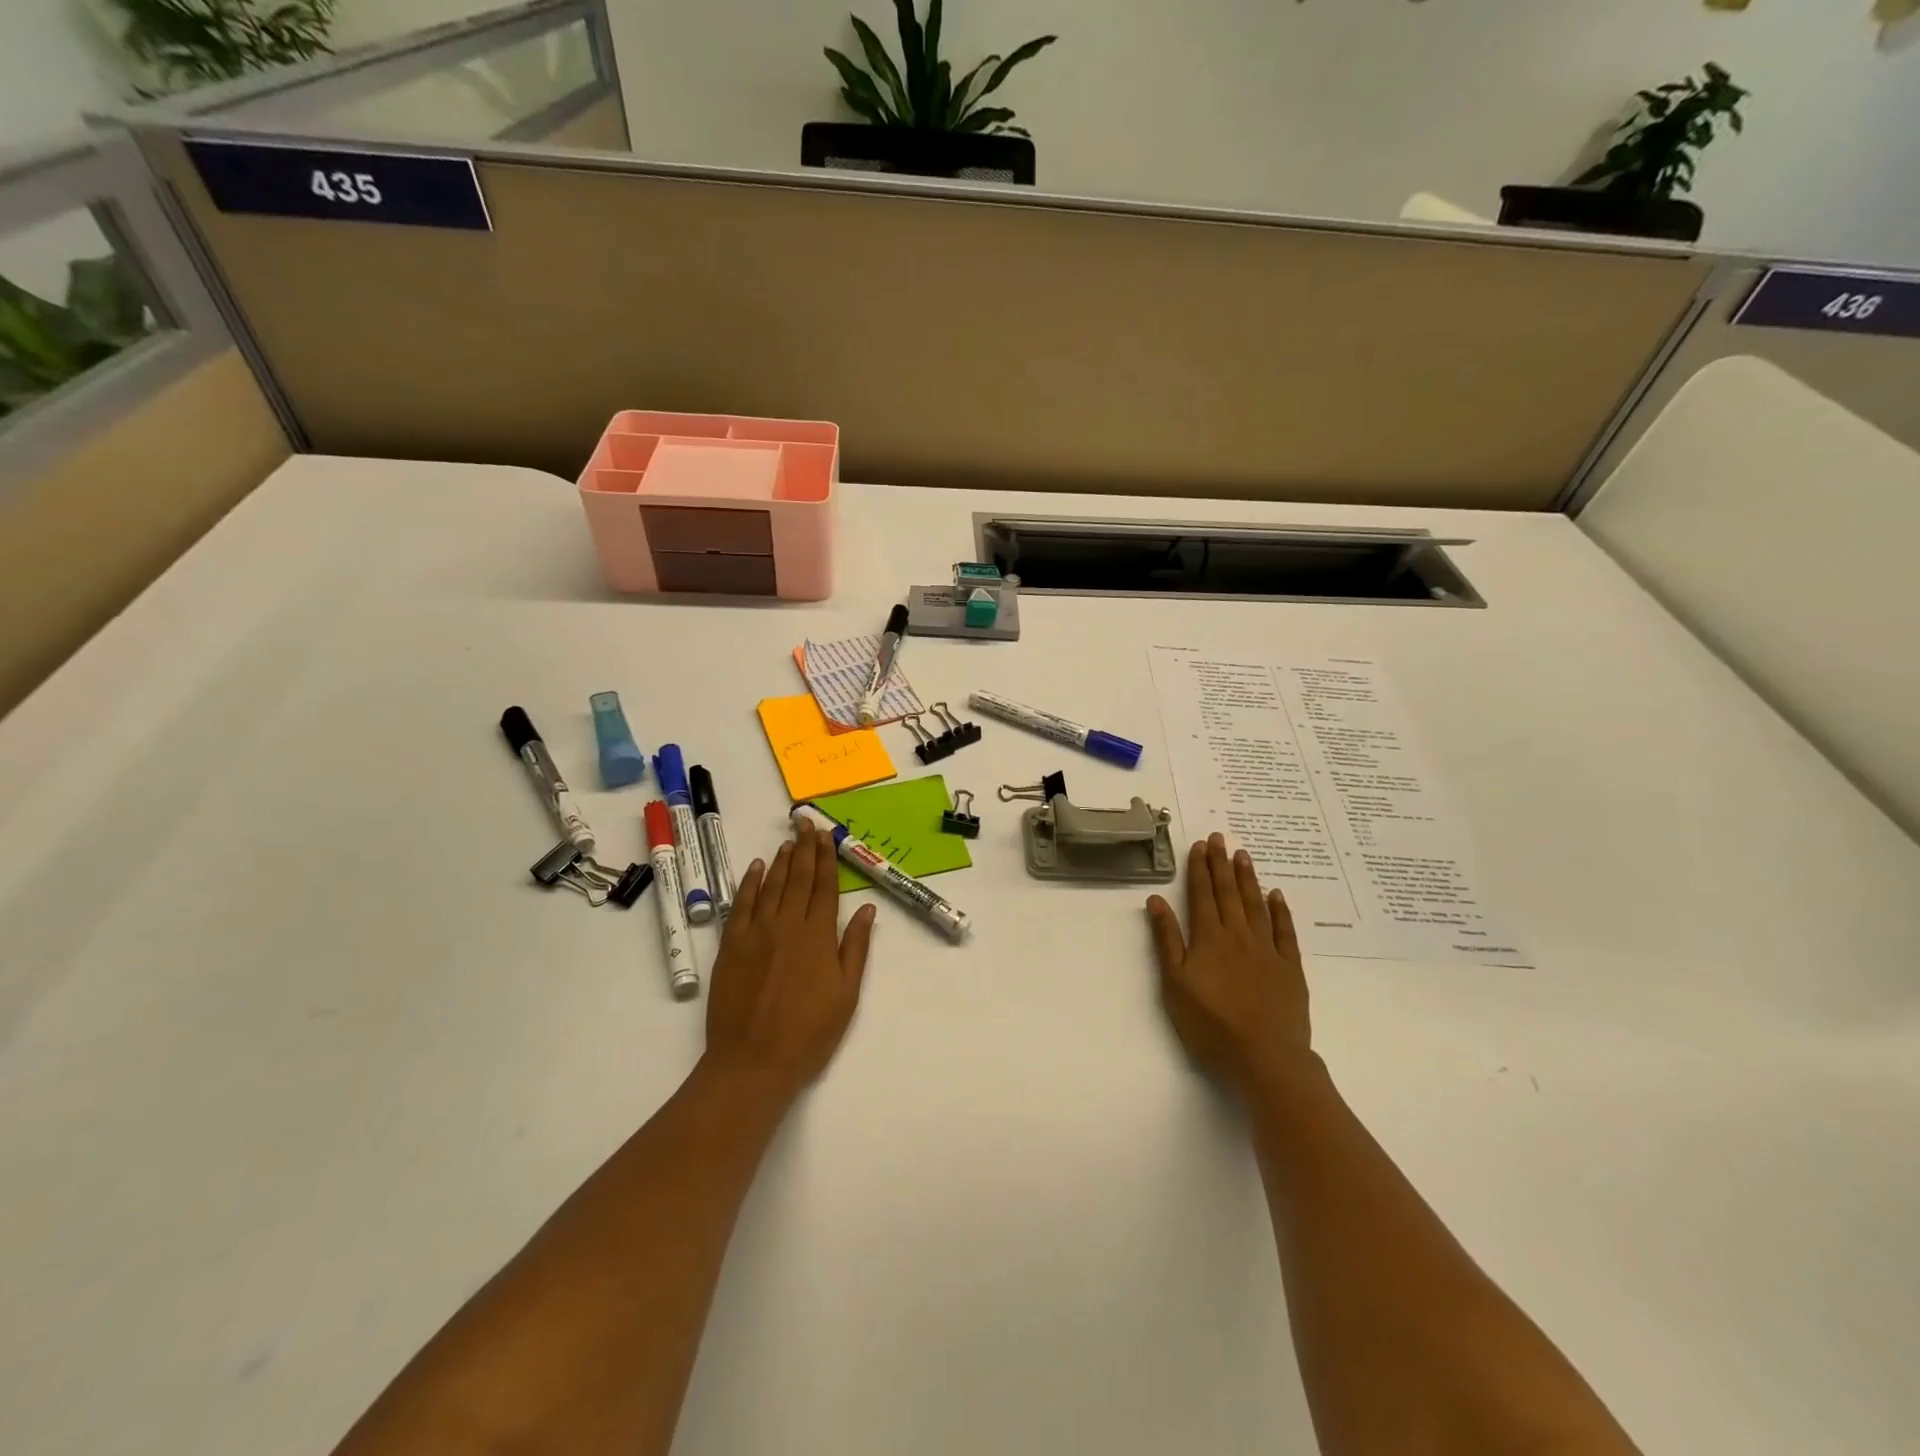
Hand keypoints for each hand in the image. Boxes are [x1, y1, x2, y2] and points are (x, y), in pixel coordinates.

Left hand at [703, 819, 875, 1104]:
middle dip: (804, 849)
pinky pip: (740, 905)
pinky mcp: (731, 946)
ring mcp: (756, 933)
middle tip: (805, 823)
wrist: (752, 1062)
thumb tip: (866, 909)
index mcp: (818, 936)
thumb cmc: (808, 1033)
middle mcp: (787, 925)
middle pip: (797, 878)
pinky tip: (754, 868)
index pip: (824, 886)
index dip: (826, 858)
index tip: (826, 836)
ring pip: (770, 886)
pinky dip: (748, 883)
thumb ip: (855, 948)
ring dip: (780, 861)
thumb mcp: (846, 994)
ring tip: (788, 841)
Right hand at [1146, 834, 1310, 1093]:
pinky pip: (1284, 931)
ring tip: (1242, 854)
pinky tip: (1276, 895)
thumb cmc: (1211, 1024)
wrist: (1265, 1057)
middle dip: (1221, 864)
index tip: (1199, 845)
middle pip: (1228, 893)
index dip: (1199, 869)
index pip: (1201, 895)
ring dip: (1247, 878)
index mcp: (1208, 939)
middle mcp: (1238, 935)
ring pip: (1255, 905)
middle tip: (1219, 837)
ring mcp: (1267, 950)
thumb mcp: (1175, 984)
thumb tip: (1156, 900)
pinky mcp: (1290, 967)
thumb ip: (1166, 940)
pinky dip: (1279, 910)